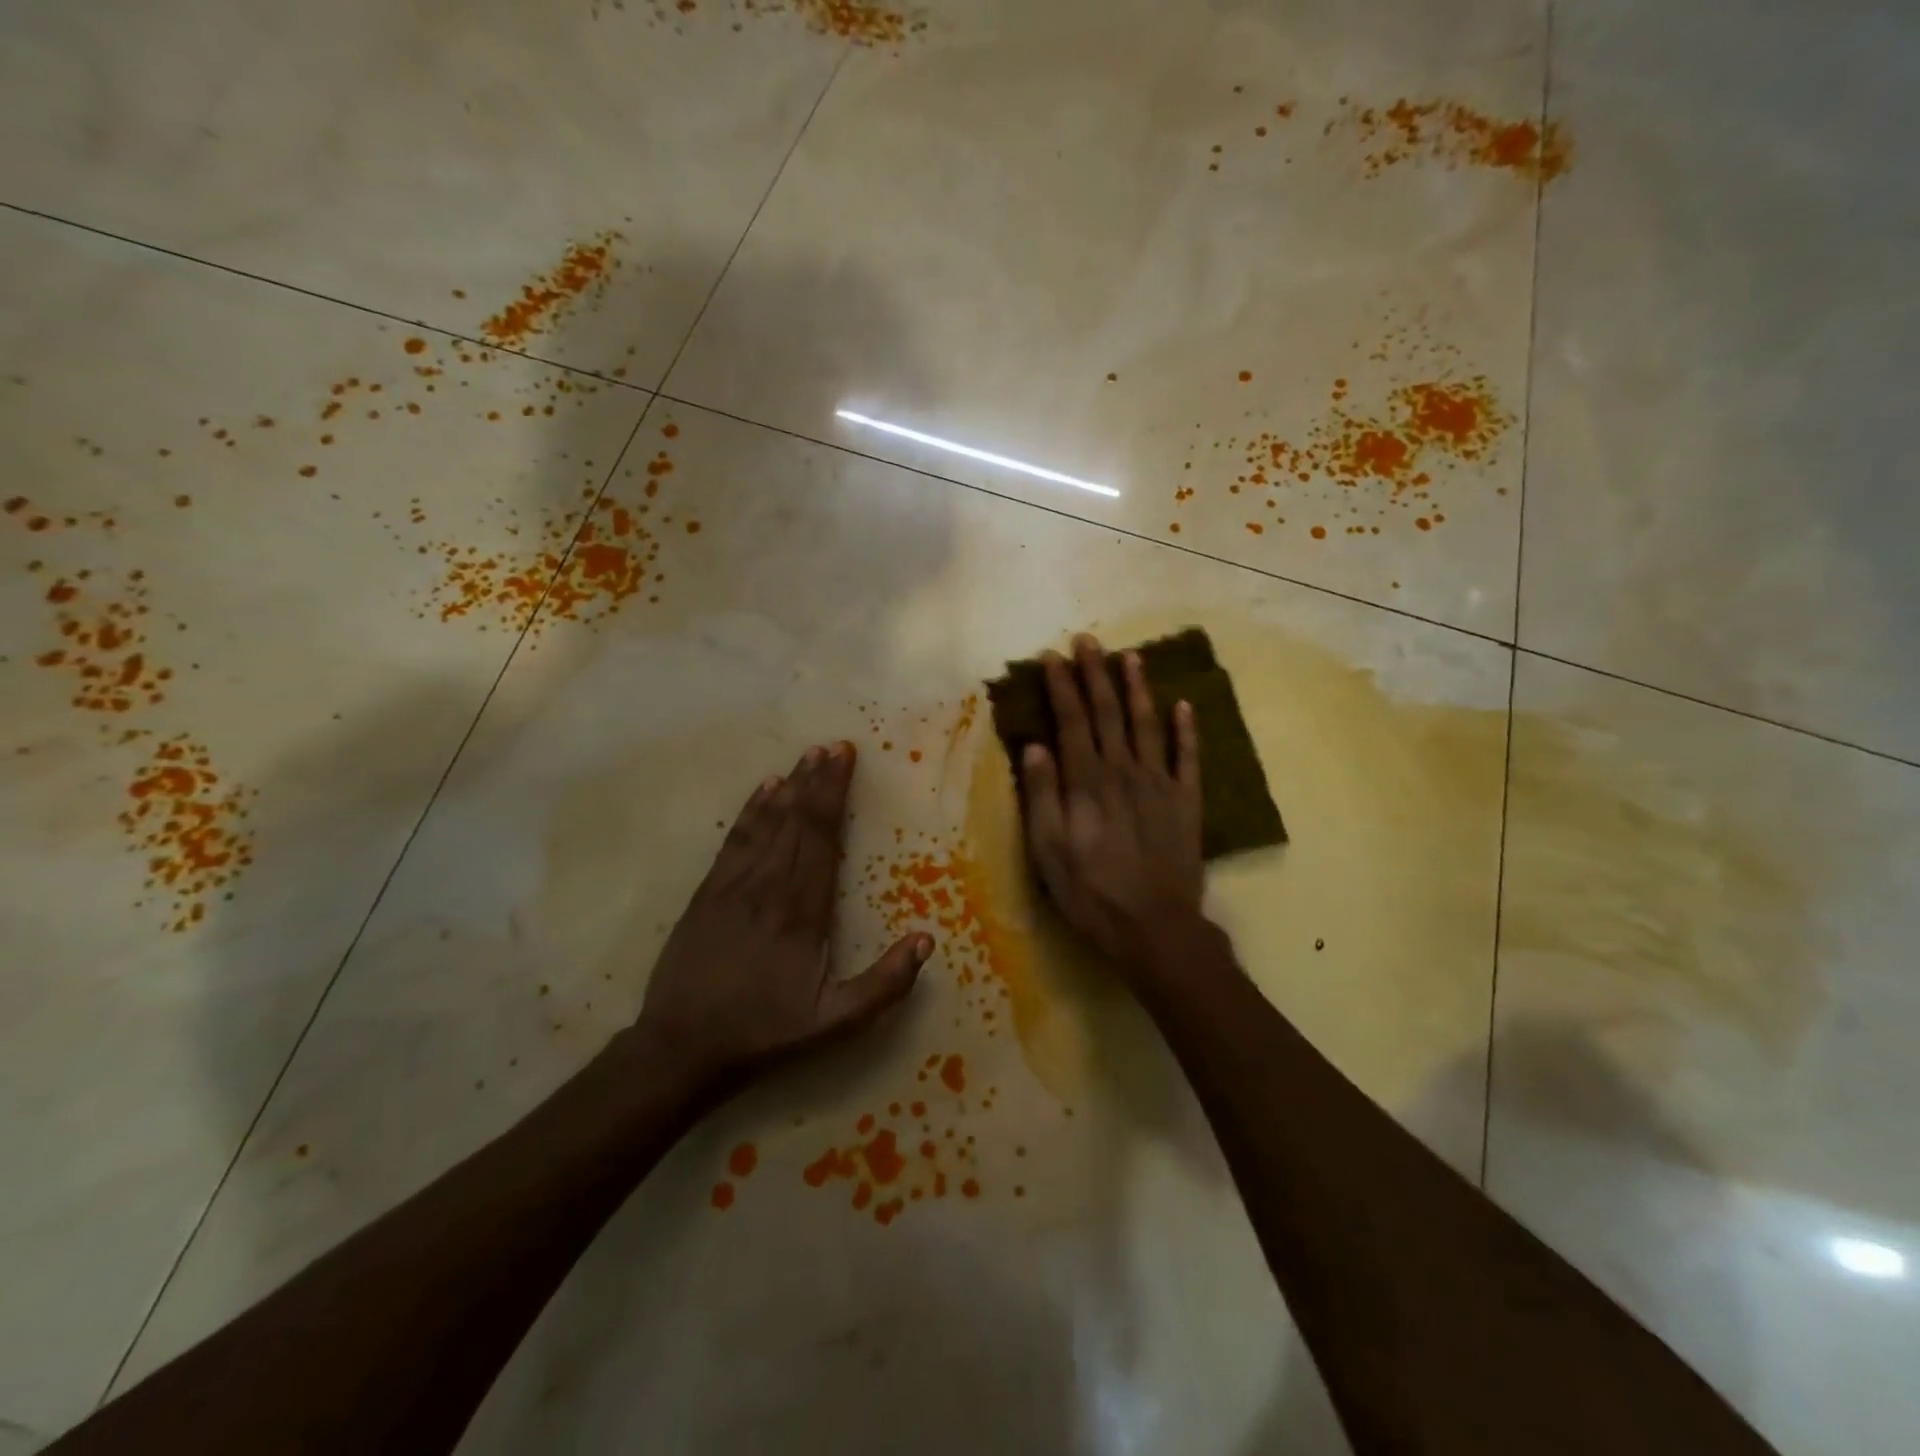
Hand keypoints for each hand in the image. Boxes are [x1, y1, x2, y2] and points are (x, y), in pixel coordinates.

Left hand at [632, 742, 931, 1094]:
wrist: (681, 1047)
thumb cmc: (765, 1033)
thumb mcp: (835, 1024)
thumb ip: (884, 984)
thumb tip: (927, 940)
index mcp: (802, 911)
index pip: (822, 838)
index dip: (834, 795)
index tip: (845, 759)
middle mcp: (768, 887)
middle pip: (797, 821)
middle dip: (816, 781)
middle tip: (832, 745)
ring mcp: (733, 886)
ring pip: (767, 824)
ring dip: (788, 787)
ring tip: (806, 757)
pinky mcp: (707, 893)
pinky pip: (734, 840)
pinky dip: (751, 811)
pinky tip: (763, 790)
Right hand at [1021, 634, 1205, 969]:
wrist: (1155, 928)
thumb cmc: (1091, 893)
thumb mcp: (1049, 851)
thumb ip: (1042, 796)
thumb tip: (1035, 746)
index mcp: (1087, 782)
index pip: (1071, 721)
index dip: (1061, 686)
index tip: (1052, 657)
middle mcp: (1124, 771)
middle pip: (1108, 712)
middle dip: (1095, 673)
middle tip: (1087, 640)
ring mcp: (1160, 783)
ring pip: (1148, 724)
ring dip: (1138, 688)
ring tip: (1131, 656)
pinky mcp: (1187, 802)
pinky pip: (1189, 757)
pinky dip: (1187, 730)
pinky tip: (1184, 705)